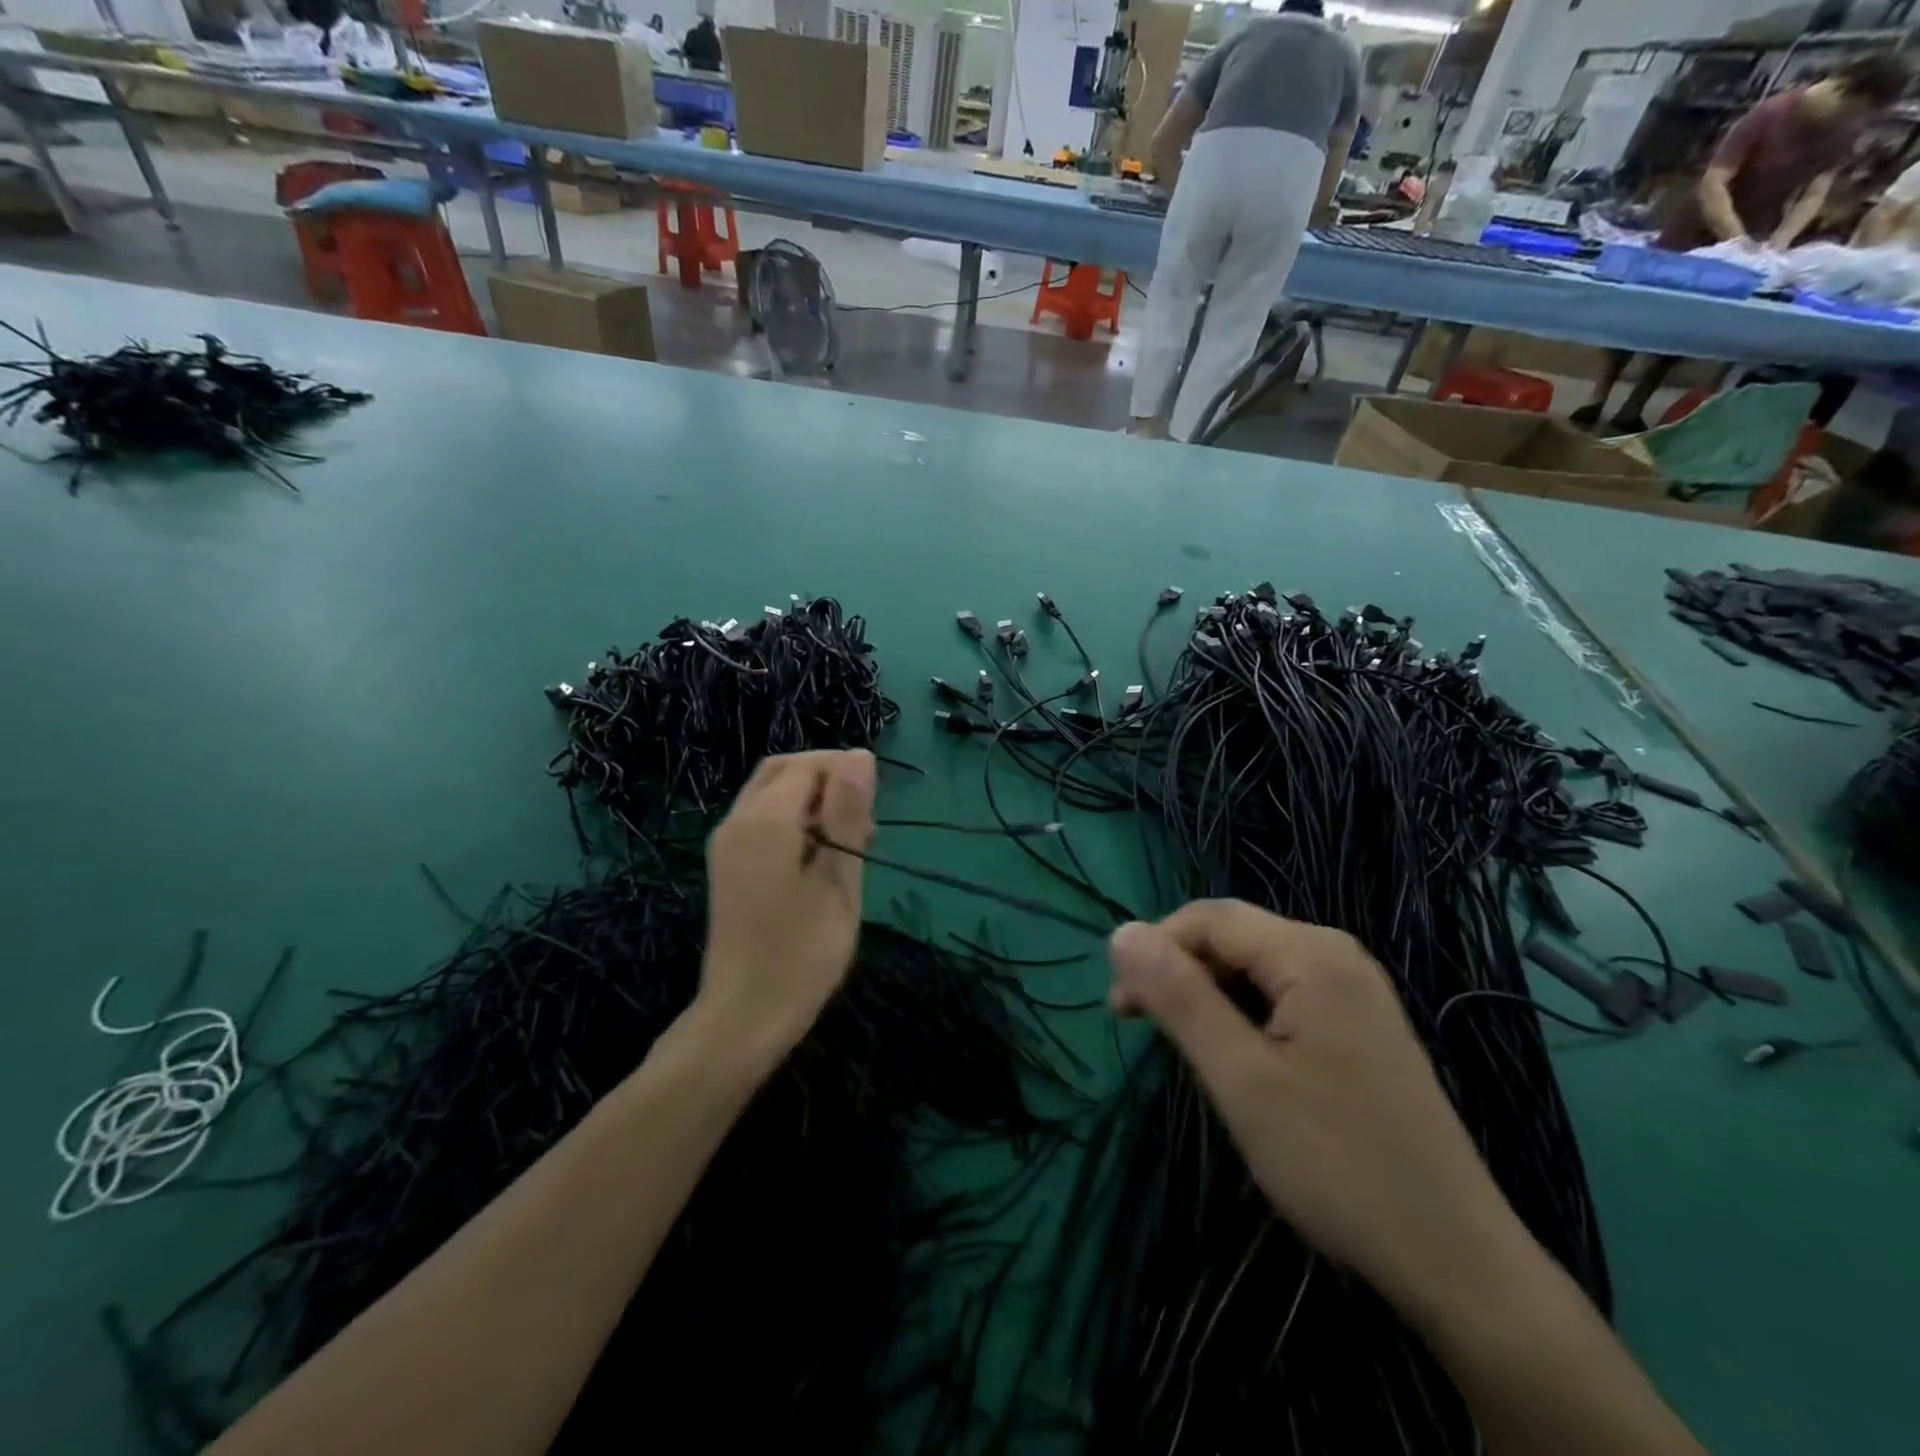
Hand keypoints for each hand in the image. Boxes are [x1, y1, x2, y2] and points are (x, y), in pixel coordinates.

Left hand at [699, 750, 874, 1066]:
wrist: (745, 1015)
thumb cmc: (802, 951)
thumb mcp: (838, 880)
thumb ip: (847, 814)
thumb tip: (859, 756)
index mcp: (764, 820)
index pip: (808, 766)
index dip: (845, 771)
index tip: (878, 802)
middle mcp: (736, 821)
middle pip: (783, 772)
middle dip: (827, 778)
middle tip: (866, 814)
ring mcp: (727, 844)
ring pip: (771, 795)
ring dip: (812, 799)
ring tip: (852, 837)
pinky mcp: (728, 866)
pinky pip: (762, 820)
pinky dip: (794, 820)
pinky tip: (822, 855)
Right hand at [1108, 900, 1530, 1320]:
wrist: (1455, 1259)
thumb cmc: (1336, 1163)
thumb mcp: (1241, 1077)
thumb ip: (1179, 997)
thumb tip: (1120, 932)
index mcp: (1311, 954)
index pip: (1208, 918)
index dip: (1154, 949)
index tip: (1119, 1008)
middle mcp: (1336, 955)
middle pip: (1233, 937)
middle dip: (1179, 972)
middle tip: (1141, 1028)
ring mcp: (1354, 990)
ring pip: (1255, 967)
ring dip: (1207, 995)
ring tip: (1185, 1049)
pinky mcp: (1359, 1025)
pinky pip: (1282, 995)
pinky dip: (1243, 1015)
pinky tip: (1235, 1058)